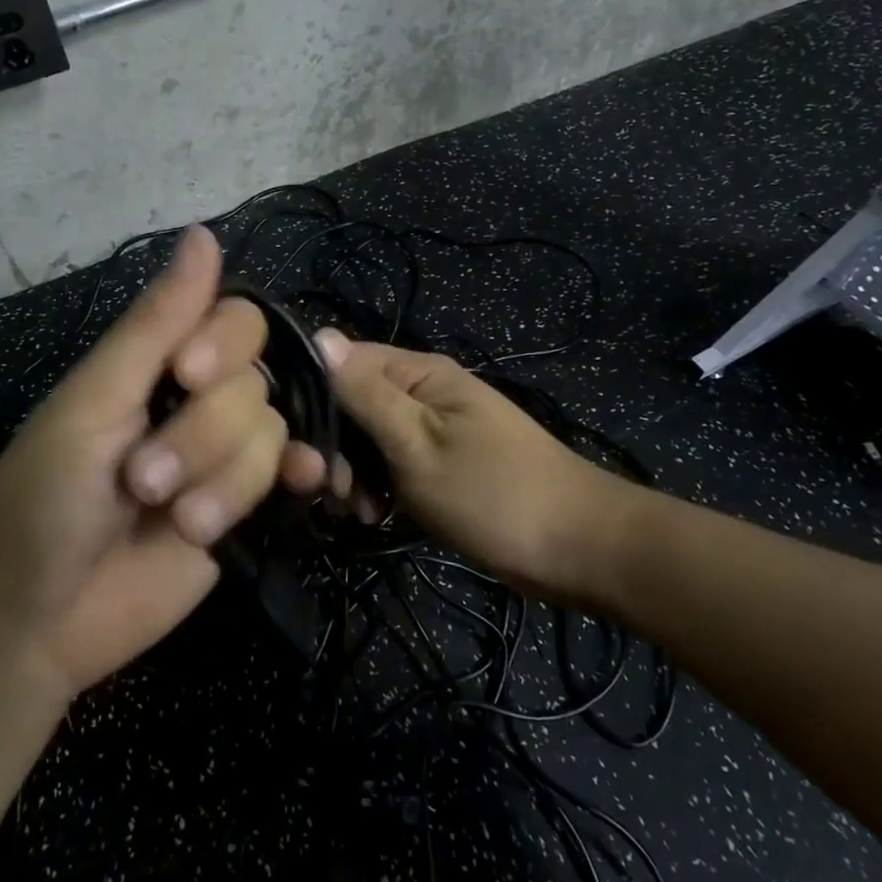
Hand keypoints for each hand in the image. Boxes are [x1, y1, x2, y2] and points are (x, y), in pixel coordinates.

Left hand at [0, 226, 324, 698]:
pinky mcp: (243, 510)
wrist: (36, 623)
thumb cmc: (42, 501)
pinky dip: (303, 475)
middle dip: (203, 436)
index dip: (224, 343)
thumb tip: (203, 233)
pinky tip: (309, 484)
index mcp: (155, 365)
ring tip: (175, 521)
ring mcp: (222, 458)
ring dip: (225, 482)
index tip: (188, 375)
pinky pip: (290, 476)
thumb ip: (155, 324)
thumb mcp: (93, 403)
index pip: (232, 320)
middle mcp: (197, 402)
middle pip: (254, 383)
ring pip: (270, 435)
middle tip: (143, 483)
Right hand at [314, 330, 624, 597]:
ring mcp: (435, 425)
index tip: (302, 446)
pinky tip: (376, 515)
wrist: (580, 547)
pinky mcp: (442, 459)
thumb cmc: (493, 494)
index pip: (342, 362)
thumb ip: (366, 394)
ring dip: (354, 472)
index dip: (315, 398)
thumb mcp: (417, 444)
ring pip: (369, 437)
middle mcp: (424, 389)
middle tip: (334, 492)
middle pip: (352, 402)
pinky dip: (379, 486)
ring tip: (359, 511)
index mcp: (419, 372)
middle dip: (335, 446)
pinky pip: (393, 462)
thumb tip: (319, 335)